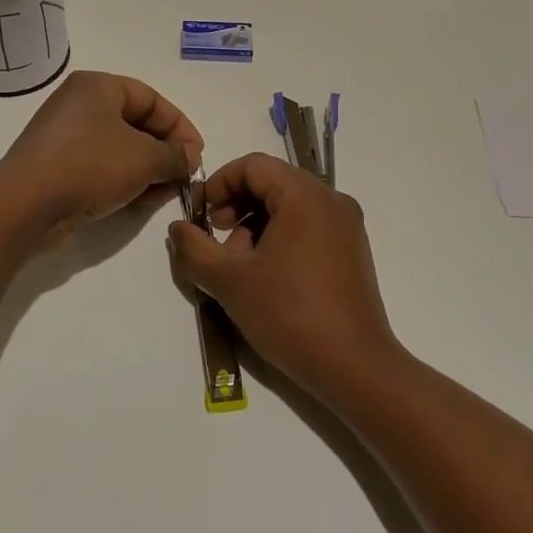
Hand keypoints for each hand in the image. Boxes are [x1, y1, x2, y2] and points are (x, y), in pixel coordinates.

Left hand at [0, 71, 202, 237]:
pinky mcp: (57, 166)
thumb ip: (174, 155)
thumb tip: (189, 158)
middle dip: (164, 151)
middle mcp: (80, 104)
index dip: (180, 126)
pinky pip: (100, 167)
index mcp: (98, 86)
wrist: (27, 204)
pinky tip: (139, 201)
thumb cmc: (90, 165)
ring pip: (120, 148)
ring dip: (146, 169)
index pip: (151, 99)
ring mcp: (65, 136)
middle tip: (183, 176)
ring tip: (164, 193)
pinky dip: (123, 180)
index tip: (196, 155)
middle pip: (136, 124)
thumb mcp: (144, 158)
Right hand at [167, 153, 401, 407]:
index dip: (220, 183)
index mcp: (305, 195)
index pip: (253, 165)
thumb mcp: (229, 281)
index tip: (202, 216)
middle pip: (273, 182)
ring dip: (257, 224)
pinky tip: (268, 275)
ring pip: (290, 205)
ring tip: (241, 266)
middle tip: (218, 240)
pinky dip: (281, 237)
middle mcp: (331, 200)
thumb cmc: (289, 315)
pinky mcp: (352, 250)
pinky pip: (309, 225)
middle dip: (237, 205)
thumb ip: (195, 249)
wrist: (354, 367)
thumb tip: (178, 228)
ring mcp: (346, 225)